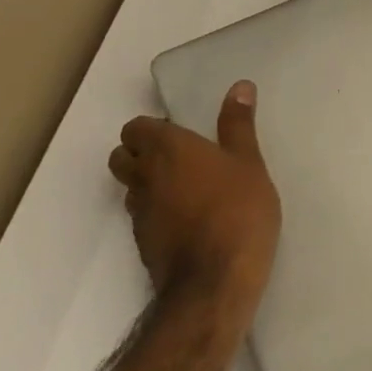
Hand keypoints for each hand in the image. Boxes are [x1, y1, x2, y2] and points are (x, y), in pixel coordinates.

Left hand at [108, 81, 280, 311]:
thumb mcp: (249, 163)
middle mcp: (144, 177)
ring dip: (147, 183)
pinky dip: (157, 211)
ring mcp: (140, 214)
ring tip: (186, 188)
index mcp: (167, 149)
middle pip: (122, 156)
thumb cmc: (237, 211)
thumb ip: (239, 124)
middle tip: (179, 157)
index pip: (135, 127)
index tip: (182, 133)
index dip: (153, 128)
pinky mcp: (143, 244)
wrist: (215, 284)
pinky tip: (188, 220)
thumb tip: (240, 86)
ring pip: (130, 188)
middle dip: (140, 152)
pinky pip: (142, 216)